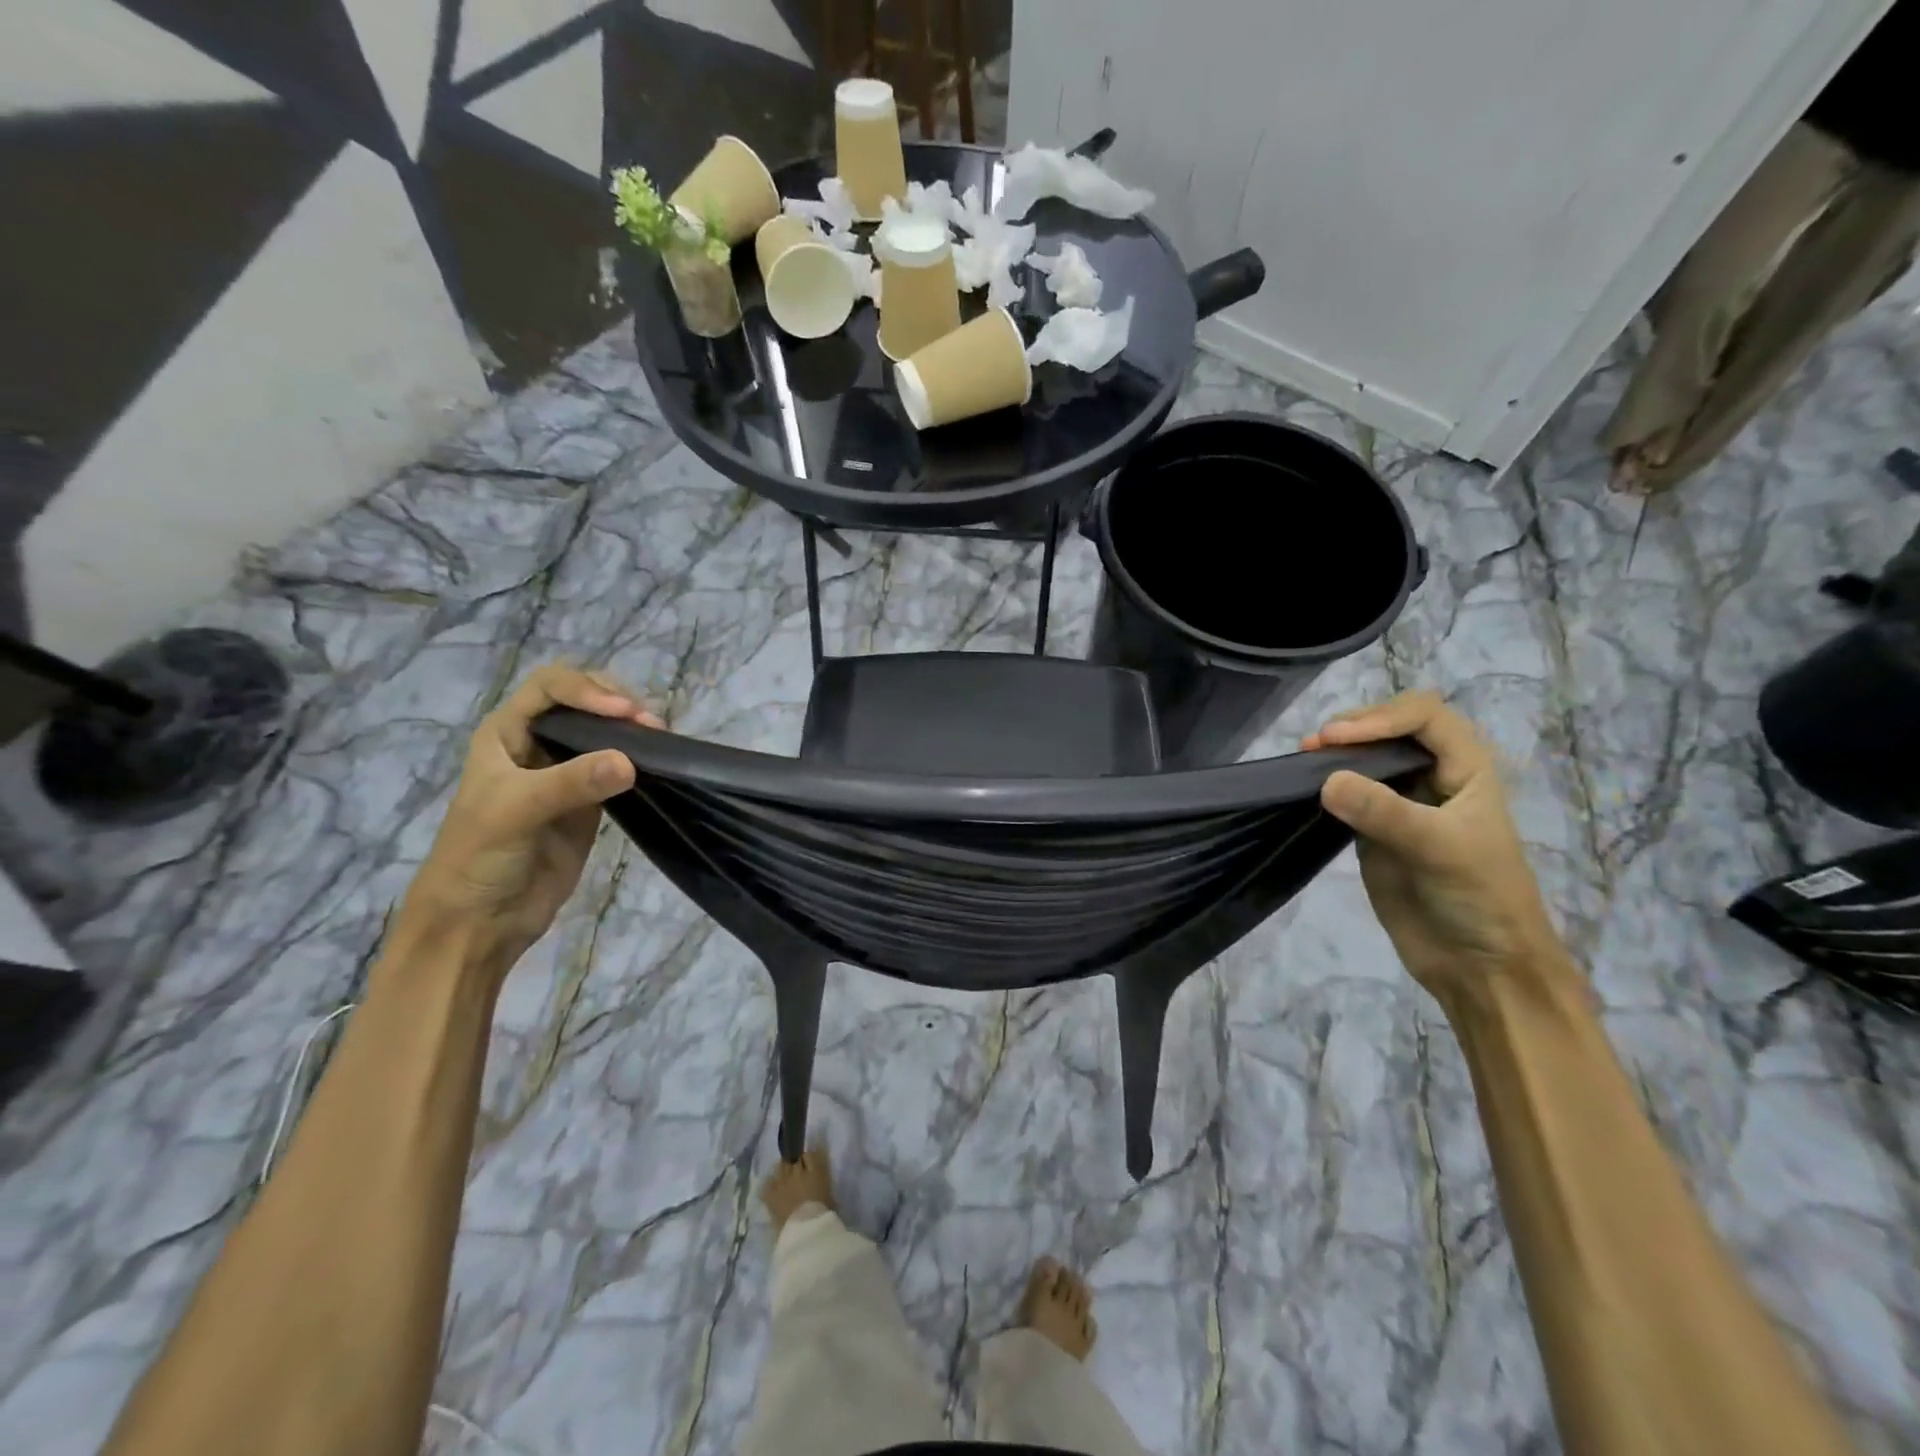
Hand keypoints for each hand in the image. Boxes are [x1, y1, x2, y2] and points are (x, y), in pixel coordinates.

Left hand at [398, 664, 660, 978]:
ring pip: (606, 734)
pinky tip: (658, 764)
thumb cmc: (478, 858)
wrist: (479, 922)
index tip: (623, 713)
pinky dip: (640, 761)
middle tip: (650, 726)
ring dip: (633, 731)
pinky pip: (619, 769)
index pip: (551, 687)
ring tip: (661, 740)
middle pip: (584, 702)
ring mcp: (567, 774)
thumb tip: (630, 762)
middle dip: (617, 704)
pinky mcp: (590, 802)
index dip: (587, 690)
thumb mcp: (514, 812)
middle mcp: (537, 744)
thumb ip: (570, 783)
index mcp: (506, 733)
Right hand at [1304, 691, 1571, 1003]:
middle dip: (1354, 729)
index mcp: (1467, 769)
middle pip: (1390, 730)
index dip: (1381, 718)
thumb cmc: (1481, 898)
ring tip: (1303, 759)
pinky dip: (1324, 785)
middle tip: (1314, 746)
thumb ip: (1385, 811)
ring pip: (1365, 761)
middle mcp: (1433, 778)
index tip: (1339, 739)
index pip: (1424, 717)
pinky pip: (1346, 795)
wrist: (1480, 966)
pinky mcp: (1373, 831)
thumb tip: (1325, 779)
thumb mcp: (1440, 849)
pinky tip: (1304, 787)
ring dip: (1335, 754)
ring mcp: (1401, 804)